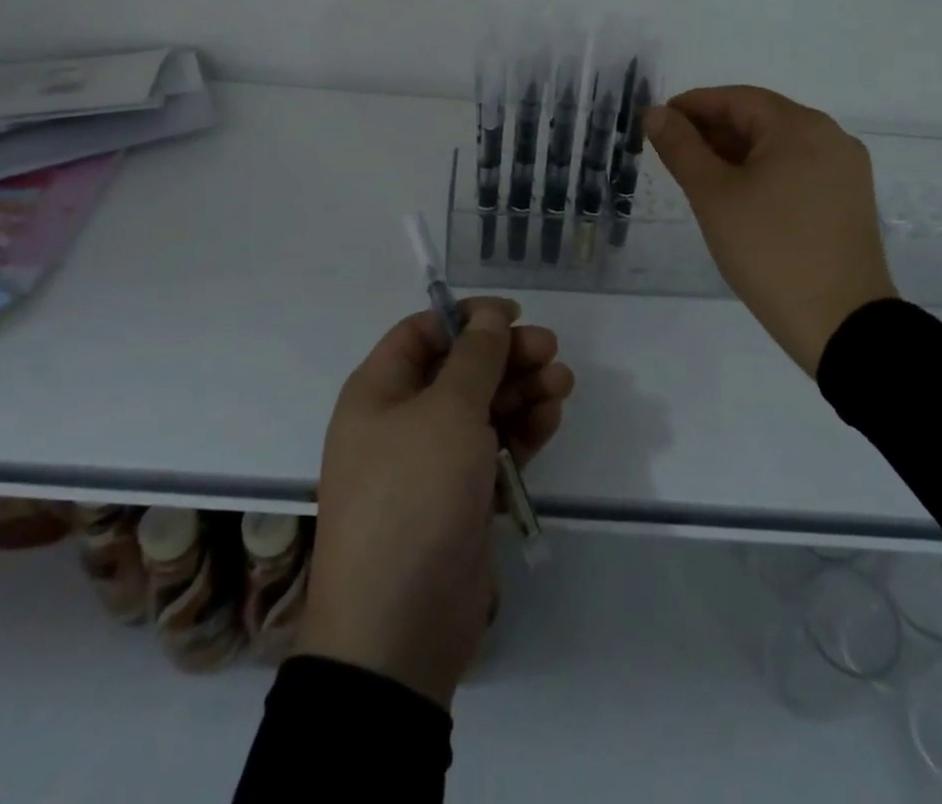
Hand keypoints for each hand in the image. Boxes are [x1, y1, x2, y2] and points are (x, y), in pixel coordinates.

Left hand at [299, 298, 573, 707]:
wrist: (399, 626)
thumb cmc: (414, 493)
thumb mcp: (447, 411)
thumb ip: (474, 358)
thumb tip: (489, 317)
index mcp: (378, 392)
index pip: (421, 333)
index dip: (466, 318)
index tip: (512, 315)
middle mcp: (401, 422)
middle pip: (459, 370)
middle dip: (505, 357)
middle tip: (551, 350)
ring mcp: (432, 464)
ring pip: (482, 410)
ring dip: (521, 392)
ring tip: (562, 383)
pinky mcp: (460, 500)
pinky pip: (494, 450)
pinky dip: (521, 432)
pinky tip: (550, 417)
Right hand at [647, 85, 895, 374]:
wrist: (841, 325)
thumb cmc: (770, 251)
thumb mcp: (714, 196)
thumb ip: (681, 148)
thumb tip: (655, 113)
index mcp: (801, 127)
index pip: (736, 99)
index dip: (692, 106)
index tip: (657, 123)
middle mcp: (830, 137)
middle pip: (760, 119)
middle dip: (712, 131)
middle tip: (671, 152)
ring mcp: (845, 170)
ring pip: (778, 146)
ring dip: (734, 153)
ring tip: (697, 176)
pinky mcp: (848, 200)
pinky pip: (796, 170)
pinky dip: (761, 173)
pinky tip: (736, 195)